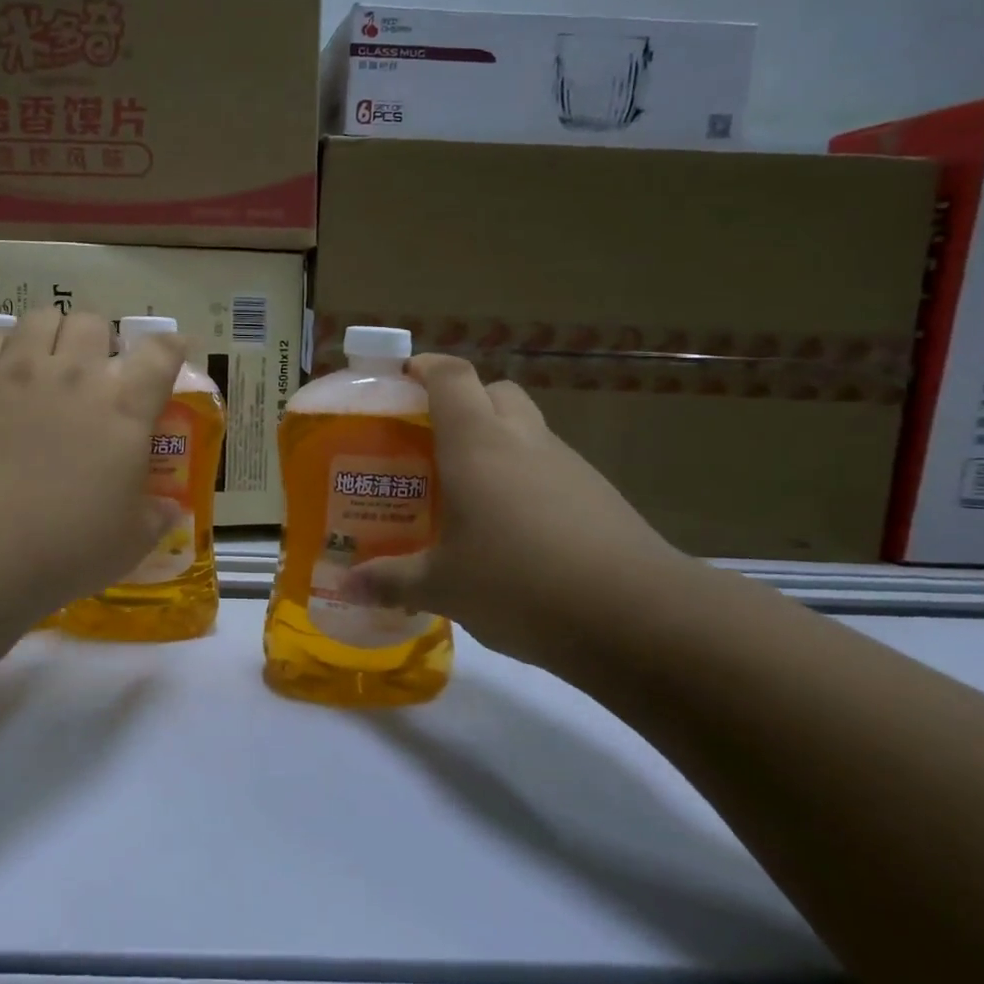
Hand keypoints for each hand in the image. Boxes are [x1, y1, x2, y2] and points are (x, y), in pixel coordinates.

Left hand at [0, 307, 185, 611]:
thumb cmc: (67, 546)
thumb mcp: (129, 543)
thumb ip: (155, 518)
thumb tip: (170, 509)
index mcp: (124, 408)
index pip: (160, 355)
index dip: (170, 346)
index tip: (171, 348)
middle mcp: (75, 376)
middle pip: (93, 322)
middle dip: (98, 337)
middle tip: (92, 367)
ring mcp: (19, 373)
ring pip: (40, 317)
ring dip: (49, 332)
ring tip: (45, 358)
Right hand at [346, 354, 702, 671]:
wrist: (638, 617)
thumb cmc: (519, 583)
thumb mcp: (443, 587)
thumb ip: (390, 581)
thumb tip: (346, 587)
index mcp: (477, 444)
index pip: (451, 377)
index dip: (425, 367)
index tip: (403, 377)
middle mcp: (523, 441)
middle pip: (495, 392)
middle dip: (463, 401)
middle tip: (432, 438)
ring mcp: (569, 466)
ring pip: (527, 430)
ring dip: (497, 442)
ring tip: (468, 490)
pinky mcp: (599, 496)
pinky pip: (551, 468)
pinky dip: (526, 479)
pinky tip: (513, 529)